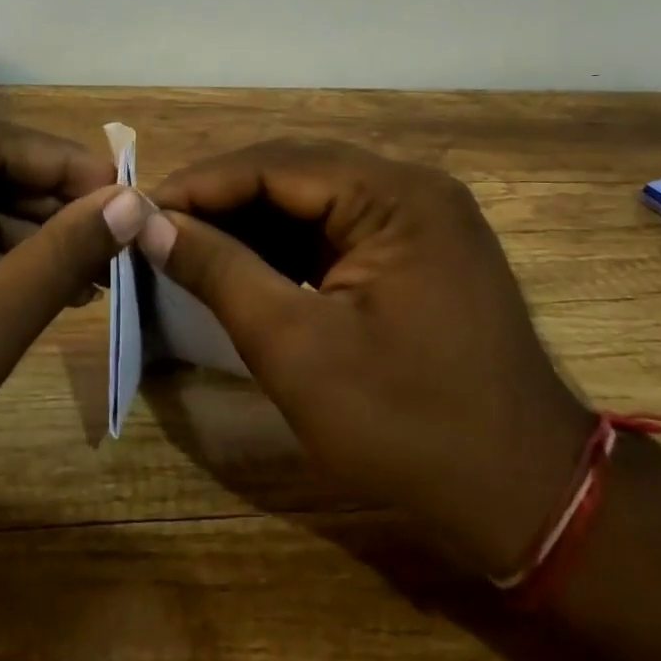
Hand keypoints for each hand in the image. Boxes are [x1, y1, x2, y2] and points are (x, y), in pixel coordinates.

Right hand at [140, 140, 592, 577]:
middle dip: (222, 200)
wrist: (524, 497)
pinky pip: (336, 232)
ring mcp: (420, 220)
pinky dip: (285, 248)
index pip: (275, 164)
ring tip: (185, 248)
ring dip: (250, 223)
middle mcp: (412, 189)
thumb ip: (220, 272)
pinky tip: (242, 268)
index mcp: (395, 196)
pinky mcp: (417, 253)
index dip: (200, 185)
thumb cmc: (406, 425)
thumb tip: (151, 224)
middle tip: (156, 229)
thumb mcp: (296, 348)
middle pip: (295, 173)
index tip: (137, 211)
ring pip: (313, 201)